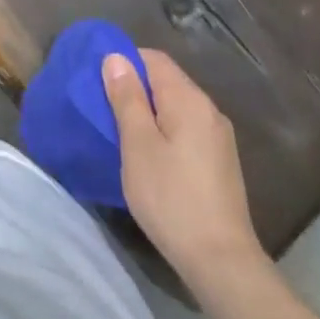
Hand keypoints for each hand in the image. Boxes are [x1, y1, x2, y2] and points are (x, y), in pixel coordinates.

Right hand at [103, 49, 265, 282]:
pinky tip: (149, 155)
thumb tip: (116, 58)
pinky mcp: (220, 161)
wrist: (221, 260)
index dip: (124, 61)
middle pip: (166, 81)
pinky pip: (186, 129)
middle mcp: (209, 110)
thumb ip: (127, 98)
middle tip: (103, 108)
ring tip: (121, 132)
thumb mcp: (138, 144)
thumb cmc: (171, 197)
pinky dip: (164, 130)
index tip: (98, 81)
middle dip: (134, 88)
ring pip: (176, 107)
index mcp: (189, 99)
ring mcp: (219, 137)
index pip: (154, 59)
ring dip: (148, 111)